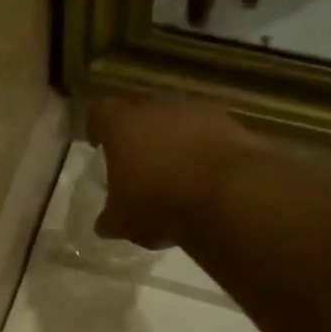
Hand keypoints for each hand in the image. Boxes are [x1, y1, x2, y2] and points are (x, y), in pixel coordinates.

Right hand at [89, 98, 260, 250]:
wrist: (228, 196)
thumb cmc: (159, 203)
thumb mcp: (123, 222)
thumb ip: (110, 218)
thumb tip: (105, 223)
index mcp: (122, 124)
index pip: (100, 114)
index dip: (98, 129)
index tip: (99, 145)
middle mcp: (158, 108)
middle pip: (142, 116)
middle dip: (140, 138)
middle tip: (139, 166)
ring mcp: (198, 112)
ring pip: (179, 124)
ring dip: (176, 144)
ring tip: (177, 176)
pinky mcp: (232, 125)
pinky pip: (210, 137)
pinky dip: (205, 153)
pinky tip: (207, 181)